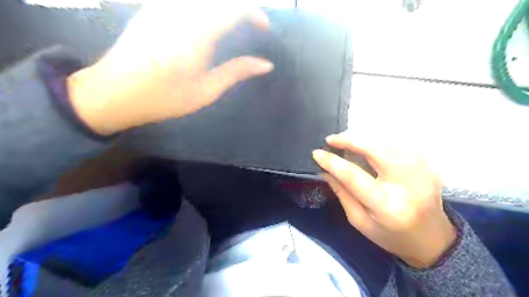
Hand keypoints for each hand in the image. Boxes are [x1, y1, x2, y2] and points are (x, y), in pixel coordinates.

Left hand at [67, 0, 271, 133]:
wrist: (115, 92)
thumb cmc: (164, 97)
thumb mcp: (206, 91)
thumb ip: (236, 72)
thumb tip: (265, 64)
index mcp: (196, 34)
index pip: (233, 8)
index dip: (254, 13)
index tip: (264, 28)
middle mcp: (180, 12)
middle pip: (220, 0)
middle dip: (240, 7)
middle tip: (251, 25)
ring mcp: (163, 6)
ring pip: (202, 1)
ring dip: (223, 8)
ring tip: (233, 25)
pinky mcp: (153, 7)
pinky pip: (186, 3)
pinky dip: (204, 9)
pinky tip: (207, 24)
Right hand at [311, 133, 456, 267]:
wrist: (432, 240)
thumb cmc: (391, 236)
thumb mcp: (359, 221)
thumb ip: (342, 193)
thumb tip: (325, 170)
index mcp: (386, 205)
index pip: (354, 176)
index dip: (333, 162)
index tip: (317, 153)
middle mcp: (406, 184)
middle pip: (376, 150)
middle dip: (351, 140)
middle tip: (332, 139)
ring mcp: (421, 171)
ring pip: (388, 142)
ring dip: (363, 137)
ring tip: (346, 140)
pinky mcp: (427, 165)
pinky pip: (399, 144)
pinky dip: (379, 140)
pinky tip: (367, 144)